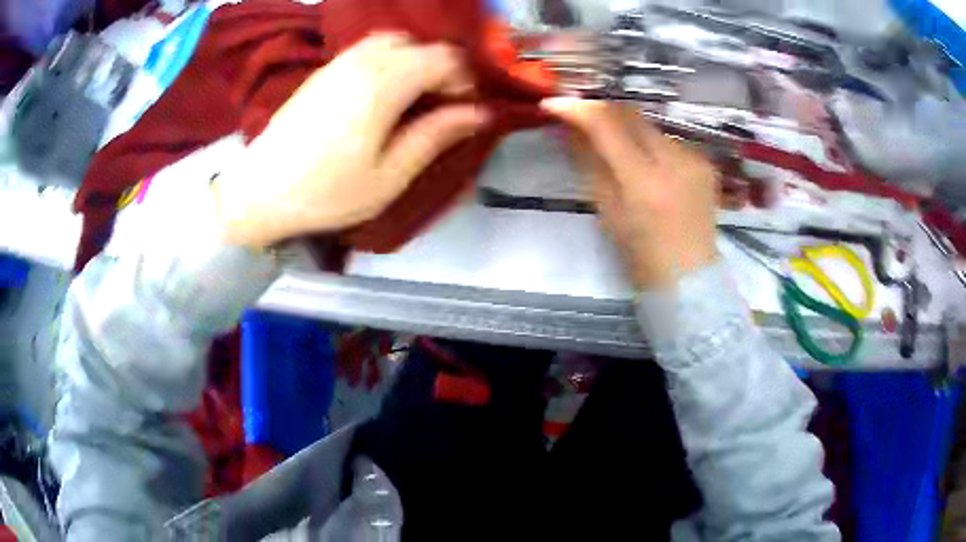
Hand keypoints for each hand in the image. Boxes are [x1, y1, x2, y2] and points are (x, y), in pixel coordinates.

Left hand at [215, 34, 489, 248]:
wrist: (261, 191)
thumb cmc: (327, 192)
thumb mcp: (390, 175)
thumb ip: (436, 135)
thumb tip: (481, 113)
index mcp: (384, 84)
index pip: (445, 57)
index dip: (465, 80)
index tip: (465, 111)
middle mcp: (364, 60)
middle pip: (421, 45)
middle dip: (443, 70)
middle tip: (441, 106)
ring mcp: (340, 61)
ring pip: (394, 42)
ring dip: (415, 62)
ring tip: (413, 99)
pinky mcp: (324, 70)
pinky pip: (368, 49)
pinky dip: (389, 61)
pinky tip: (382, 94)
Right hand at [542, 98, 718, 288]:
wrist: (690, 277)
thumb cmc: (641, 254)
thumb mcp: (607, 210)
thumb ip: (589, 164)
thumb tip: (570, 129)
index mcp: (644, 180)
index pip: (607, 124)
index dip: (577, 108)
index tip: (553, 104)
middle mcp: (674, 160)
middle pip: (631, 114)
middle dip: (601, 110)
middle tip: (580, 118)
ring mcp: (695, 158)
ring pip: (650, 125)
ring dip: (626, 128)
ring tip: (615, 146)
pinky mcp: (706, 162)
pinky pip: (669, 140)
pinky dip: (650, 144)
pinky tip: (648, 164)